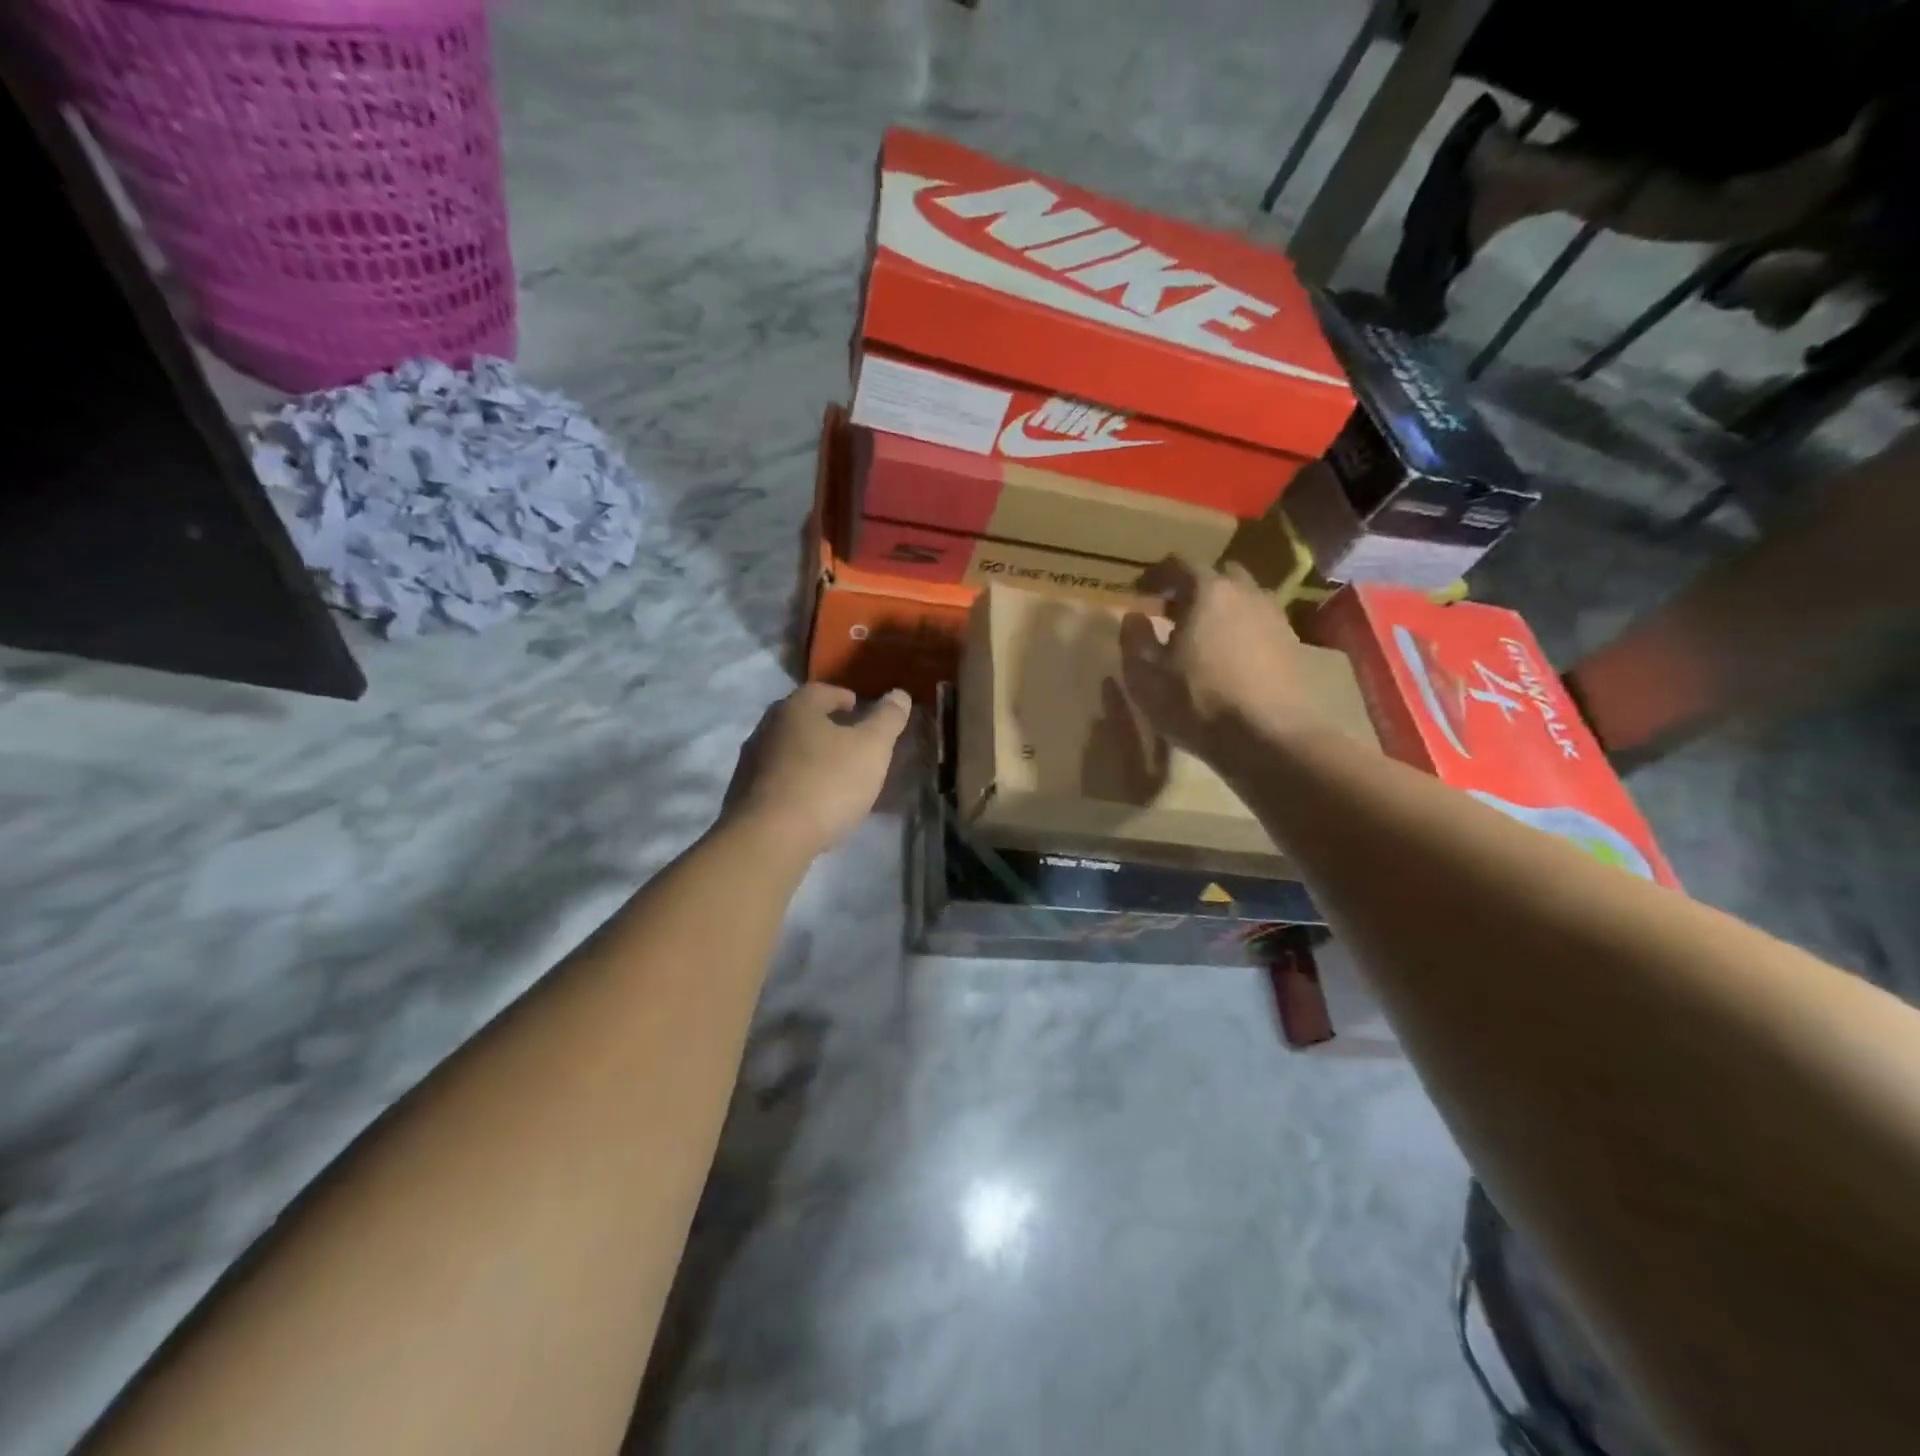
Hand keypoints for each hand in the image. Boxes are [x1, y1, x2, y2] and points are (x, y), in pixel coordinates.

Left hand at [721, 683, 911, 858]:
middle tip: (855, 745)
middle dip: (829, 728)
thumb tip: (899, 694)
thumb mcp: (871, 748)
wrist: (769, 839)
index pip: (824, 691)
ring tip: (837, 777)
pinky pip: (778, 780)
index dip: (847, 699)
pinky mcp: (743, 795)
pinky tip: (813, 803)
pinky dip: (797, 783)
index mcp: (796, 707)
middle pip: (803, 719)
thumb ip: (888, 719)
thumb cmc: (826, 783)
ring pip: (789, 750)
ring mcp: (751, 762)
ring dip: (812, 757)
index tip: (864, 713)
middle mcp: (768, 727)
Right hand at [1119, 557, 1319, 758]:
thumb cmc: (1197, 702)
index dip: (1154, 577)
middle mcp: (1245, 592)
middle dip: (1192, 589)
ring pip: (1242, 599)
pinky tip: (1228, 660)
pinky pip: (1258, 624)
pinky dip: (1240, 631)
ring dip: (1220, 610)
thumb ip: (1134, 639)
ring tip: (1201, 639)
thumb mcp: (1145, 676)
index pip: (1177, 565)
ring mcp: (1274, 617)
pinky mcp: (1291, 644)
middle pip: (1216, 576)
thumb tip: (1134, 617)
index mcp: (1207, 591)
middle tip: (1172, 613)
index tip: (1139, 594)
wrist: (1269, 738)